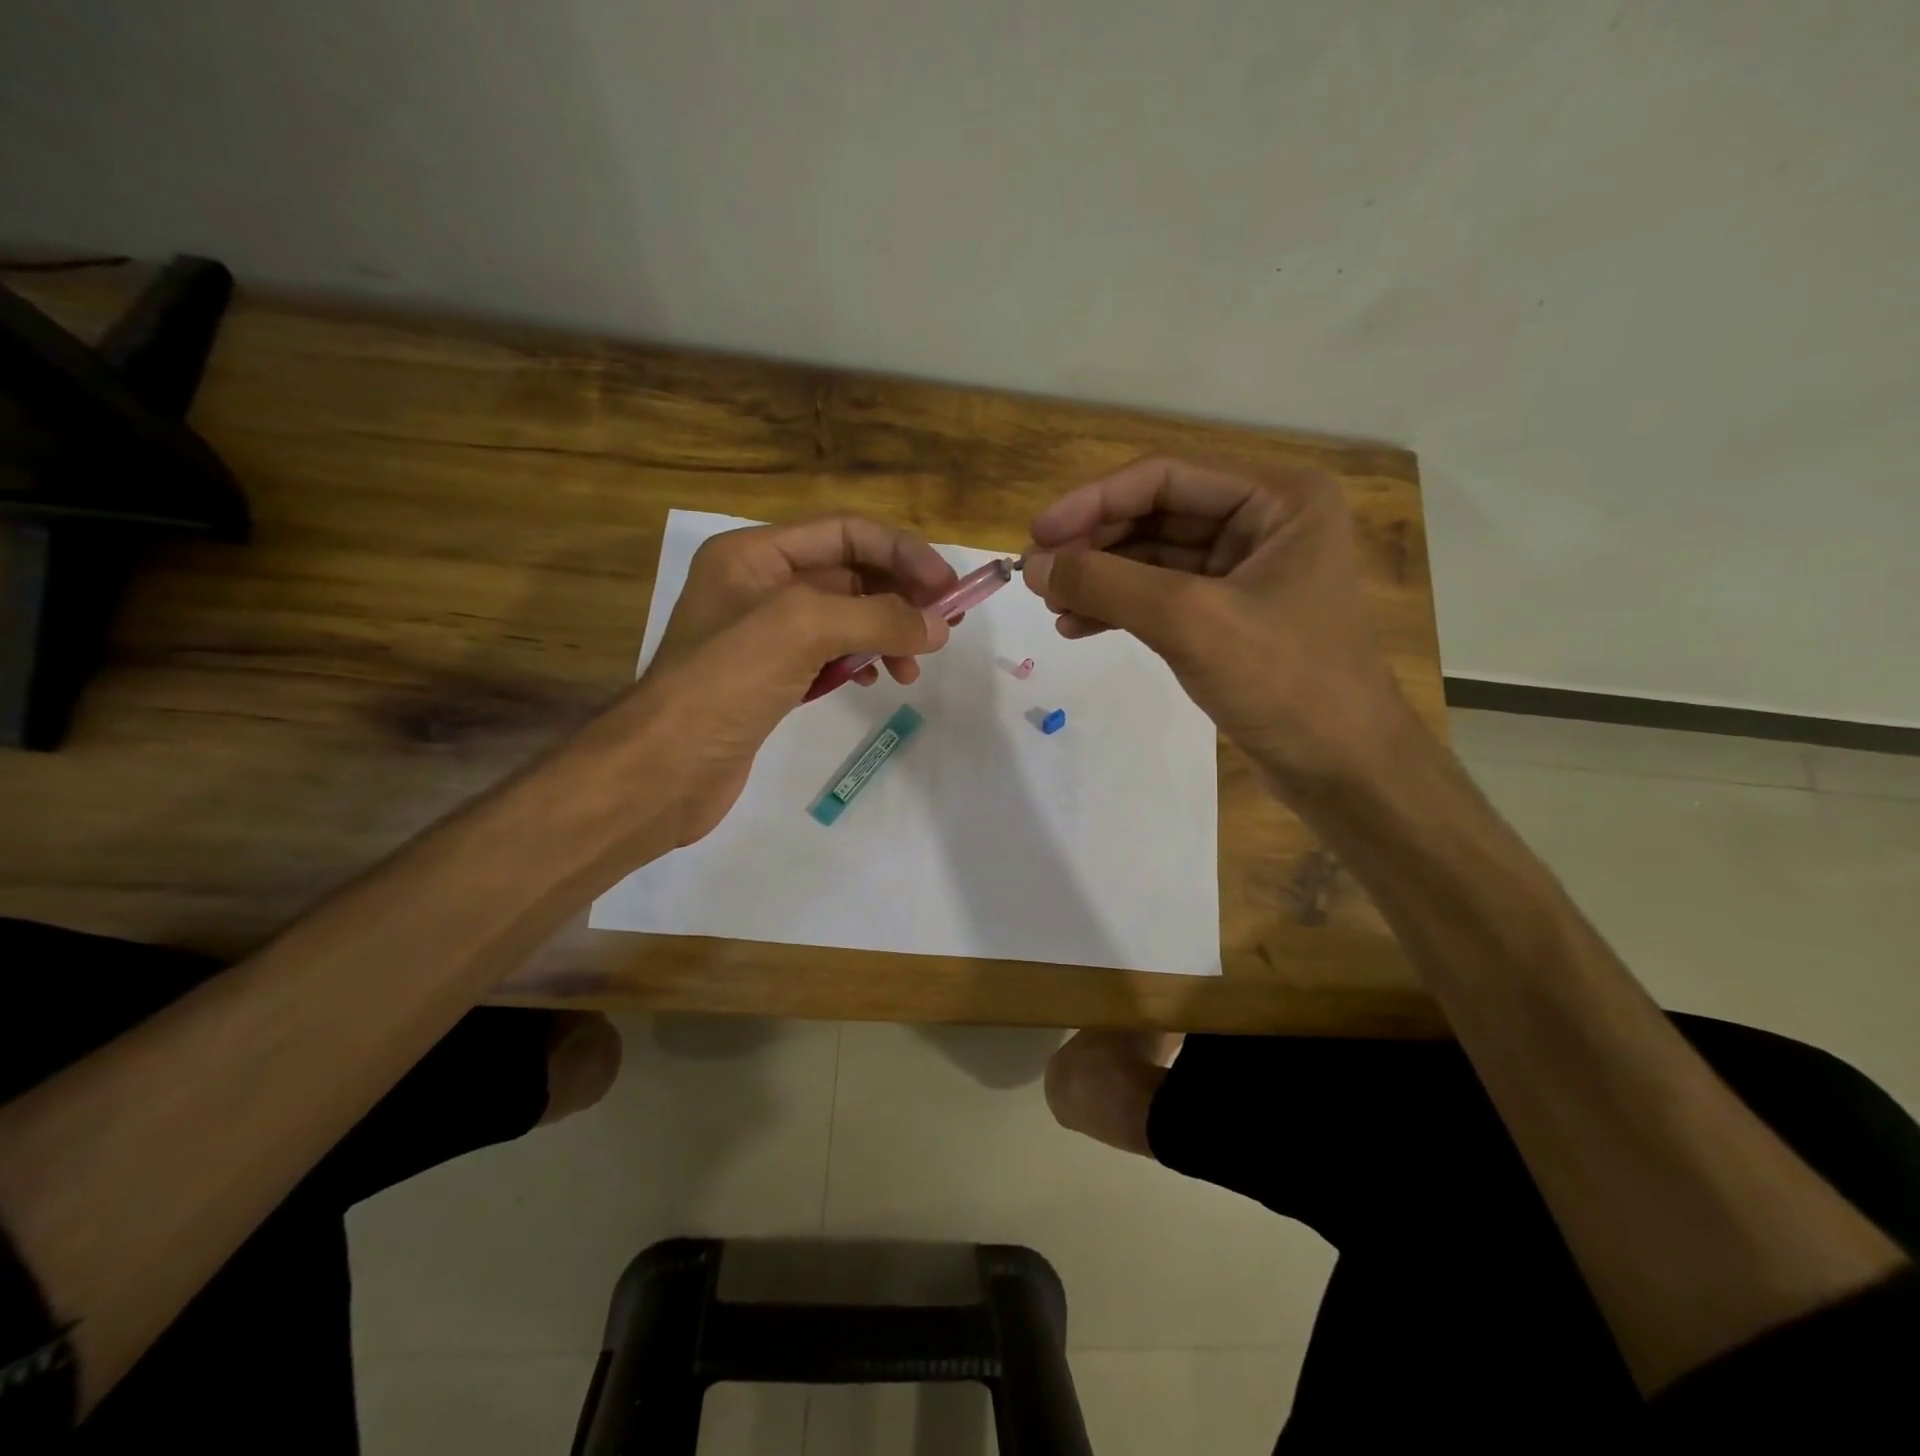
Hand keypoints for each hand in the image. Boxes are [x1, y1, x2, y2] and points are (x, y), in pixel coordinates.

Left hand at [633, 516, 956, 844]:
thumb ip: (877, 617)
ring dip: (885, 634)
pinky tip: (874, 680)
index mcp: (756, 555)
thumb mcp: (803, 629)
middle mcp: (759, 585)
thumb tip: (938, 626)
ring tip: (911, 670)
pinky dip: (860, 661)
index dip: (902, 552)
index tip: (947, 588)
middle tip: (943, 629)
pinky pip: (830, 655)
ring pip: (844, 618)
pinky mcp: (771, 677)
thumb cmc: (725, 683)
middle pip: (849, 574)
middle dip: (899, 597)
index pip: (846, 532)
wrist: (664, 770)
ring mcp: (764, 634)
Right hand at [1023, 456, 1406, 794]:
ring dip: (1101, 579)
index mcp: (1279, 499)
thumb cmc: (1284, 682)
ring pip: (1153, 558)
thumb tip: (1033, 565)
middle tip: (1039, 576)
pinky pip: (1162, 597)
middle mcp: (1265, 523)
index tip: (1036, 536)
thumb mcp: (1189, 622)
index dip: (1093, 502)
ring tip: (1052, 607)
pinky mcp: (1230, 617)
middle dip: (1095, 545)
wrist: (1342, 770)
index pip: (1165, 478)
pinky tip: (1079, 627)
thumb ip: (1106, 584)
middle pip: (1156, 515)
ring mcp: (1247, 572)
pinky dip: (1120, 608)